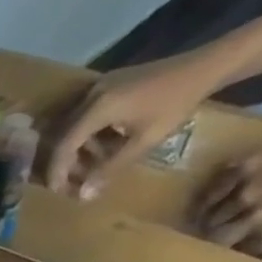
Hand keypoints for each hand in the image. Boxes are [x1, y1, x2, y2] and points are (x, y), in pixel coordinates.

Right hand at [44, 50, 231, 197]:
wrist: (204, 65)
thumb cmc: (176, 104)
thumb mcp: (144, 141)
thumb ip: (110, 168)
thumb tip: (83, 196)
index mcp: (98, 107)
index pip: (65, 144)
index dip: (57, 171)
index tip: (57, 192)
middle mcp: (92, 95)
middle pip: (65, 135)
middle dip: (65, 163)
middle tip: (72, 185)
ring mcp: (100, 87)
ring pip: (75, 126)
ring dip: (78, 150)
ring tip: (90, 169)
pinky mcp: (109, 85)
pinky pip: (87, 116)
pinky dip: (88, 136)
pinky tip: (101, 148)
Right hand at [193, 128, 261, 255]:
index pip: (235, 252)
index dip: (228, 254)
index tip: (222, 256)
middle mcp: (254, 214)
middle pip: (217, 234)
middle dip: (210, 239)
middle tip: (205, 241)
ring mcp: (252, 186)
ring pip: (213, 210)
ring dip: (205, 218)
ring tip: (199, 223)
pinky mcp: (254, 161)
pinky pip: (219, 180)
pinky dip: (209, 191)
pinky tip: (205, 198)